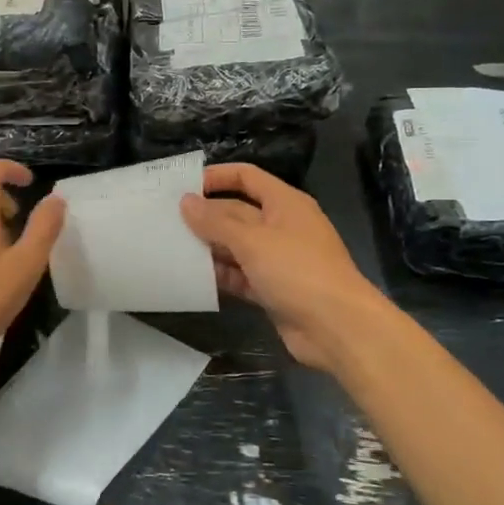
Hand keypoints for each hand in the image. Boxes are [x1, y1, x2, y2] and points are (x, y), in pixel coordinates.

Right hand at [180, 164, 385, 371]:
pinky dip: (220, 276)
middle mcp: (281, 226)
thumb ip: (216, 221)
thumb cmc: (297, 270)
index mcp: (284, 203)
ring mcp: (278, 259)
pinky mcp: (273, 289)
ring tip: (170, 247)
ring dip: (209, 247)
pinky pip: (240, 276)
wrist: (337, 327)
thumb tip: (186, 201)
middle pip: (237, 212)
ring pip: (236, 246)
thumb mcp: (252, 241)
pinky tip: (191, 277)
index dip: (217, 177)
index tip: (182, 185)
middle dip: (205, 216)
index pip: (247, 177)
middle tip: (165, 220)